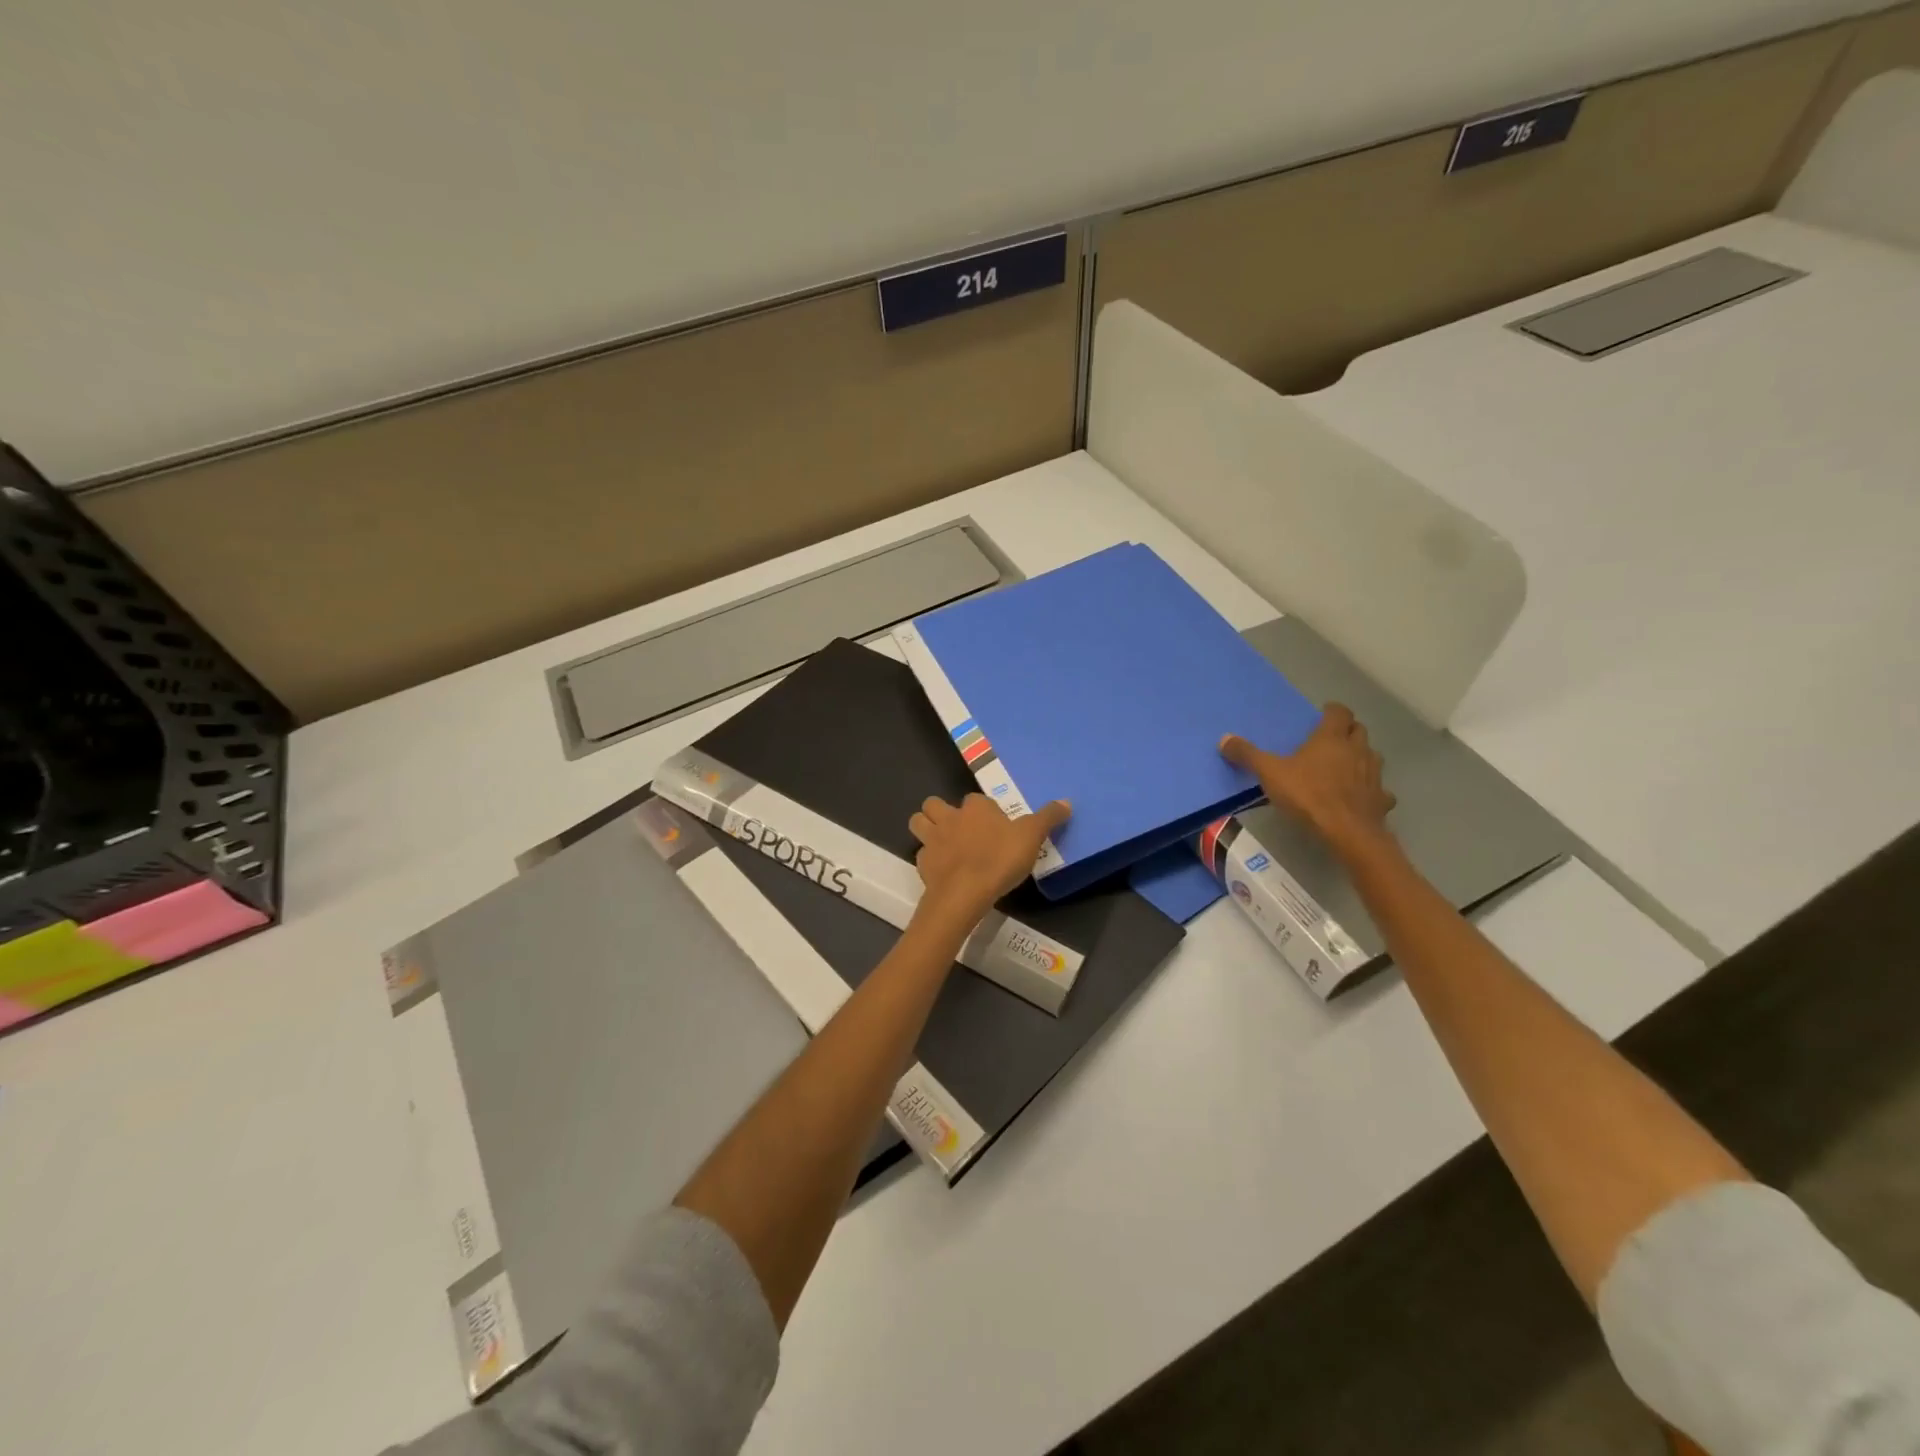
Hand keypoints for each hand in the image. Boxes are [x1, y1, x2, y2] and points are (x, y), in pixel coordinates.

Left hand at [907, 794, 1070, 929]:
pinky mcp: (923, 864)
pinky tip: (943, 870)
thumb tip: (1066, 801)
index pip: (975, 799)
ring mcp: (932, 841)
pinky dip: (930, 859)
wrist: (964, 893)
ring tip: (943, 842)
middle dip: (941, 811)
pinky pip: (921, 855)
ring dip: (926, 828)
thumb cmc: (999, 859)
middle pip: (934, 804)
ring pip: (918, 823)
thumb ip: (1048, 818)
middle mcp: (949, 818)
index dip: (983, 809)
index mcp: (975, 808)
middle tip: (958, 828)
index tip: (994, 824)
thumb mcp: (1032, 836)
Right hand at [1220, 703, 1395, 857]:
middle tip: (1330, 739)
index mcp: (1331, 738)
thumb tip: (1224, 739)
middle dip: (1347, 731)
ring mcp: (1374, 774)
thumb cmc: (1308, 795)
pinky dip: (1371, 789)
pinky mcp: (1381, 799)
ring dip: (1360, 757)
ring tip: (1344, 766)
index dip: (1332, 711)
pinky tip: (1360, 797)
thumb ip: (1248, 755)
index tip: (1323, 714)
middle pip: (1359, 730)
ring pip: (1371, 756)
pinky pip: (1379, 789)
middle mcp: (1357, 749)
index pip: (1339, 712)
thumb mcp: (1270, 773)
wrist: (1347, 832)